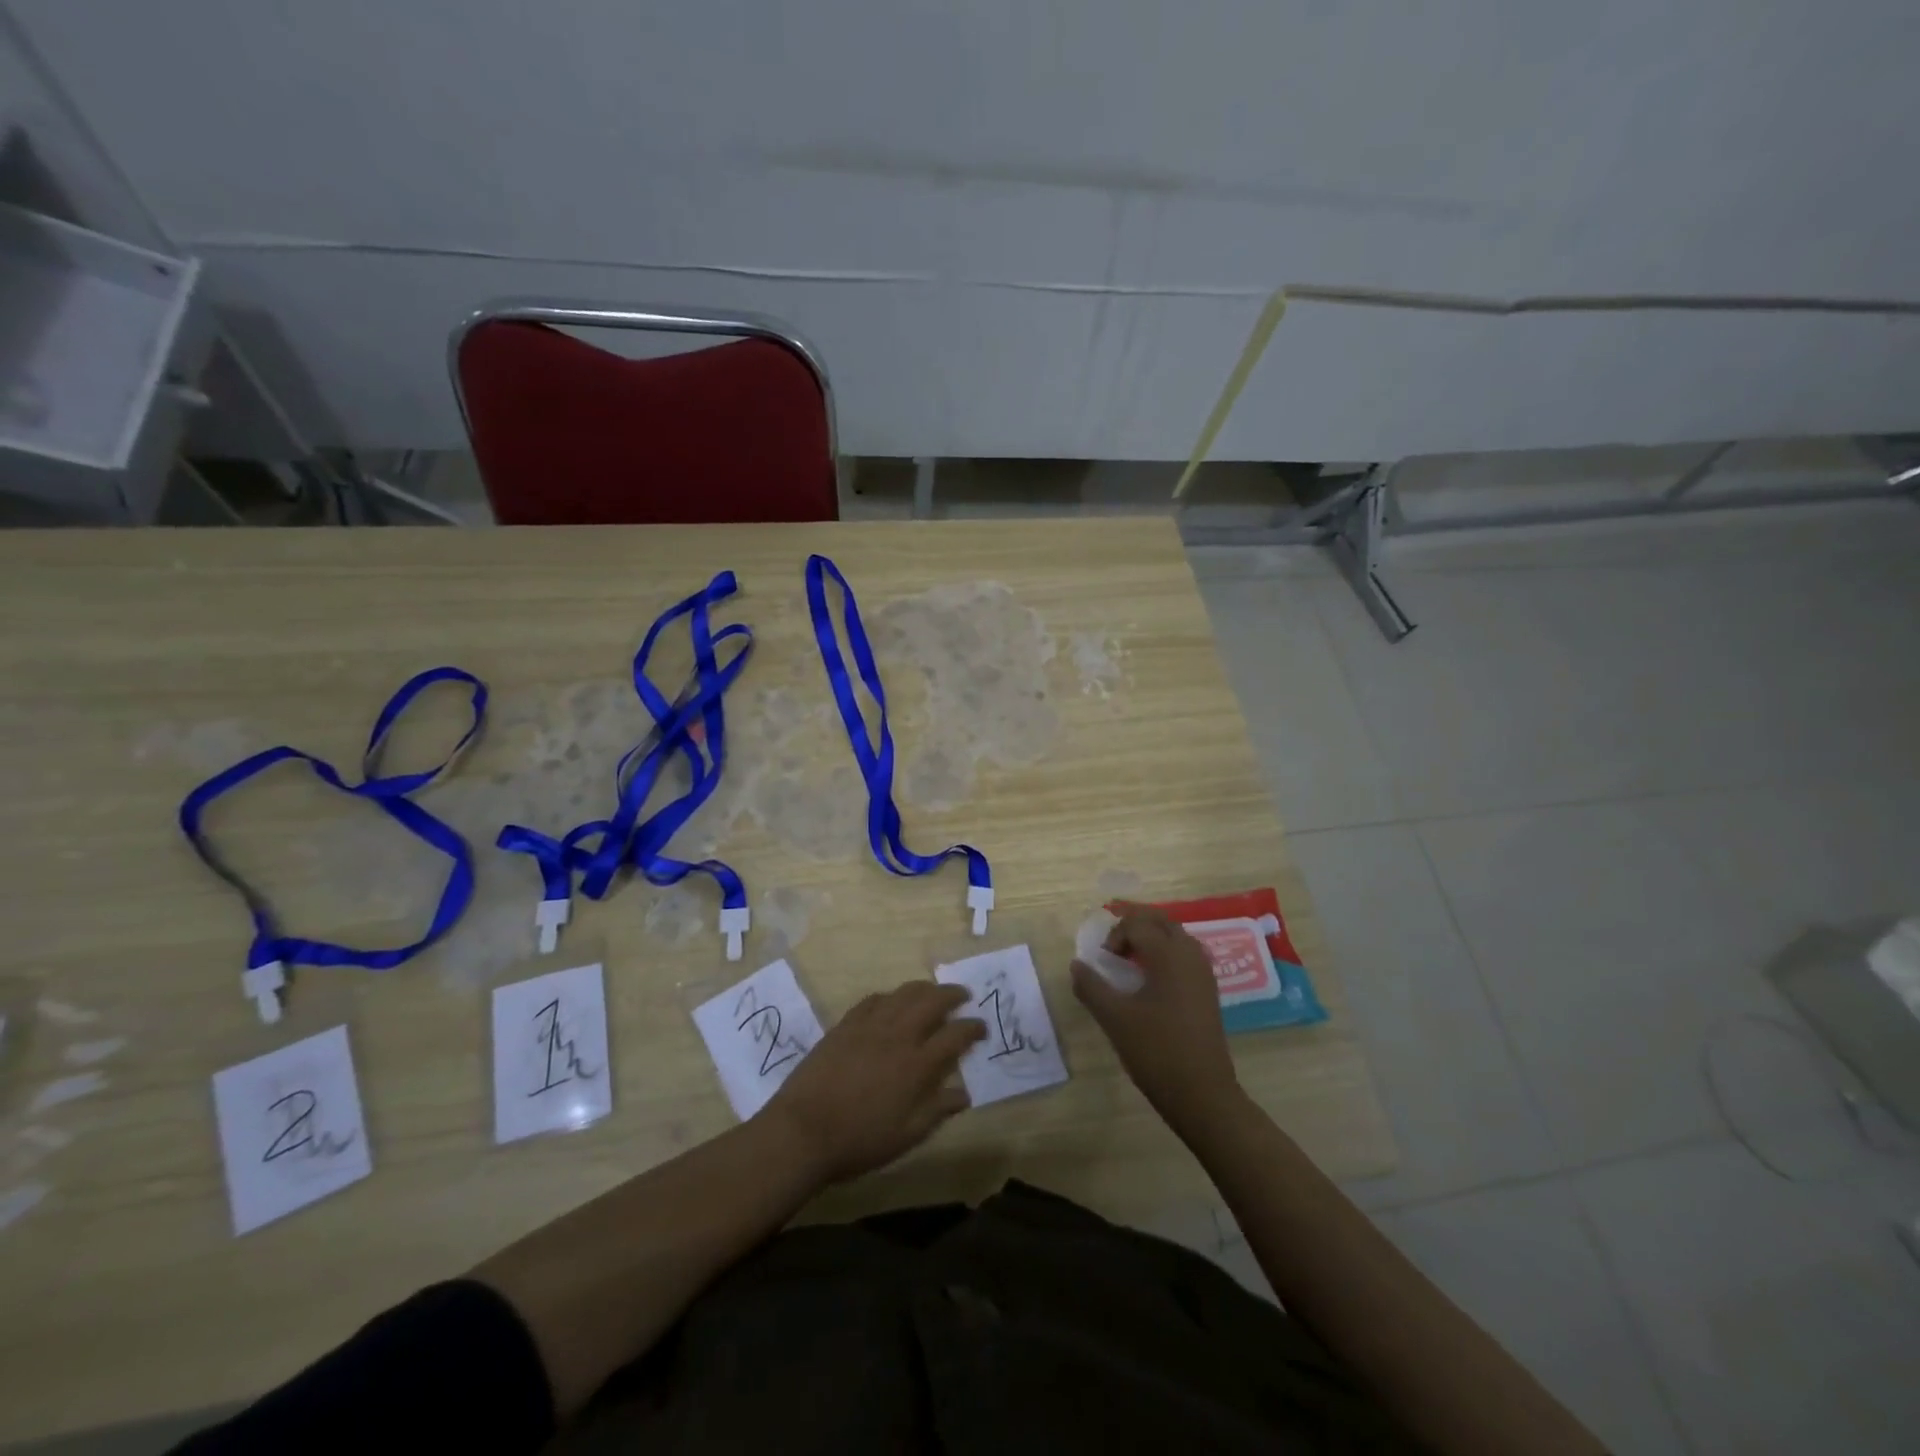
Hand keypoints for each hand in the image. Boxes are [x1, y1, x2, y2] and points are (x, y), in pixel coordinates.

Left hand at [766, 980, 984, 1184]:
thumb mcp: (906, 1135)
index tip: (982, 1027)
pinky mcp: (846, 1024)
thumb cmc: (859, 1140)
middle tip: (963, 996)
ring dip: (924, 988)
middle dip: (952, 994)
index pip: (955, 1035)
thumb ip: (937, 1111)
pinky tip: (892, 1002)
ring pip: (904, 993)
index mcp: (917, 1064)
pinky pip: (874, 1000)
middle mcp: (898, 1035)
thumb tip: (964, 1095)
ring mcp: (870, 1025)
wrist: (803, 1130)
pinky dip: (890, 997)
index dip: (973, 1028)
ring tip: (933, 992)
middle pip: (932, 1001)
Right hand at [1072, 902, 1241, 1130]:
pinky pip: (1185, 954)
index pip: (1137, 924)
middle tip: (1112, 939)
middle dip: (1135, 922)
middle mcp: (1190, 955)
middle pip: (1161, 921)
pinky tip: (1150, 977)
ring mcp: (1203, 973)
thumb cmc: (1156, 1052)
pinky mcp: (1207, 990)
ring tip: (1128, 955)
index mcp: (1169, 955)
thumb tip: (1077, 964)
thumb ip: (1091, 987)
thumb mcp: (1114, 1018)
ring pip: (1175, 936)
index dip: (1115, 935)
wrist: (1202, 1094)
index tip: (1103, 961)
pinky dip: (1165, 952)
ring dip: (1151, 936)